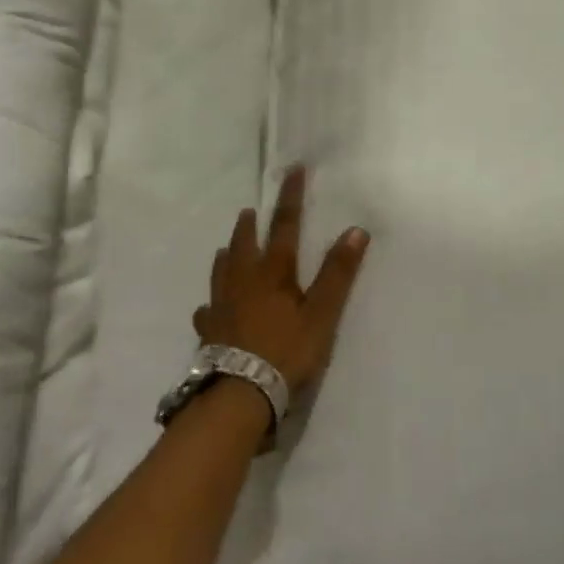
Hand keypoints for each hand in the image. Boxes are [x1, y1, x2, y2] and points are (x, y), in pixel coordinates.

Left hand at [195, 166, 370, 392]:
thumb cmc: (286, 351)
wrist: (240, 393)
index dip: (291, 197)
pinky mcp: (209, 330)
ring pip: (221, 271)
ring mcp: (222, 305)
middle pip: (245, 244)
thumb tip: (356, 230)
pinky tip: (208, 307)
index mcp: (273, 272)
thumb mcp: (321, 314)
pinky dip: (211, 303)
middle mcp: (243, 281)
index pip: (285, 225)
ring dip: (227, 255)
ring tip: (226, 248)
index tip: (292, 170)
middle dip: (249, 225)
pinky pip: (207, 310)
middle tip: (248, 211)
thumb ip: (338, 274)